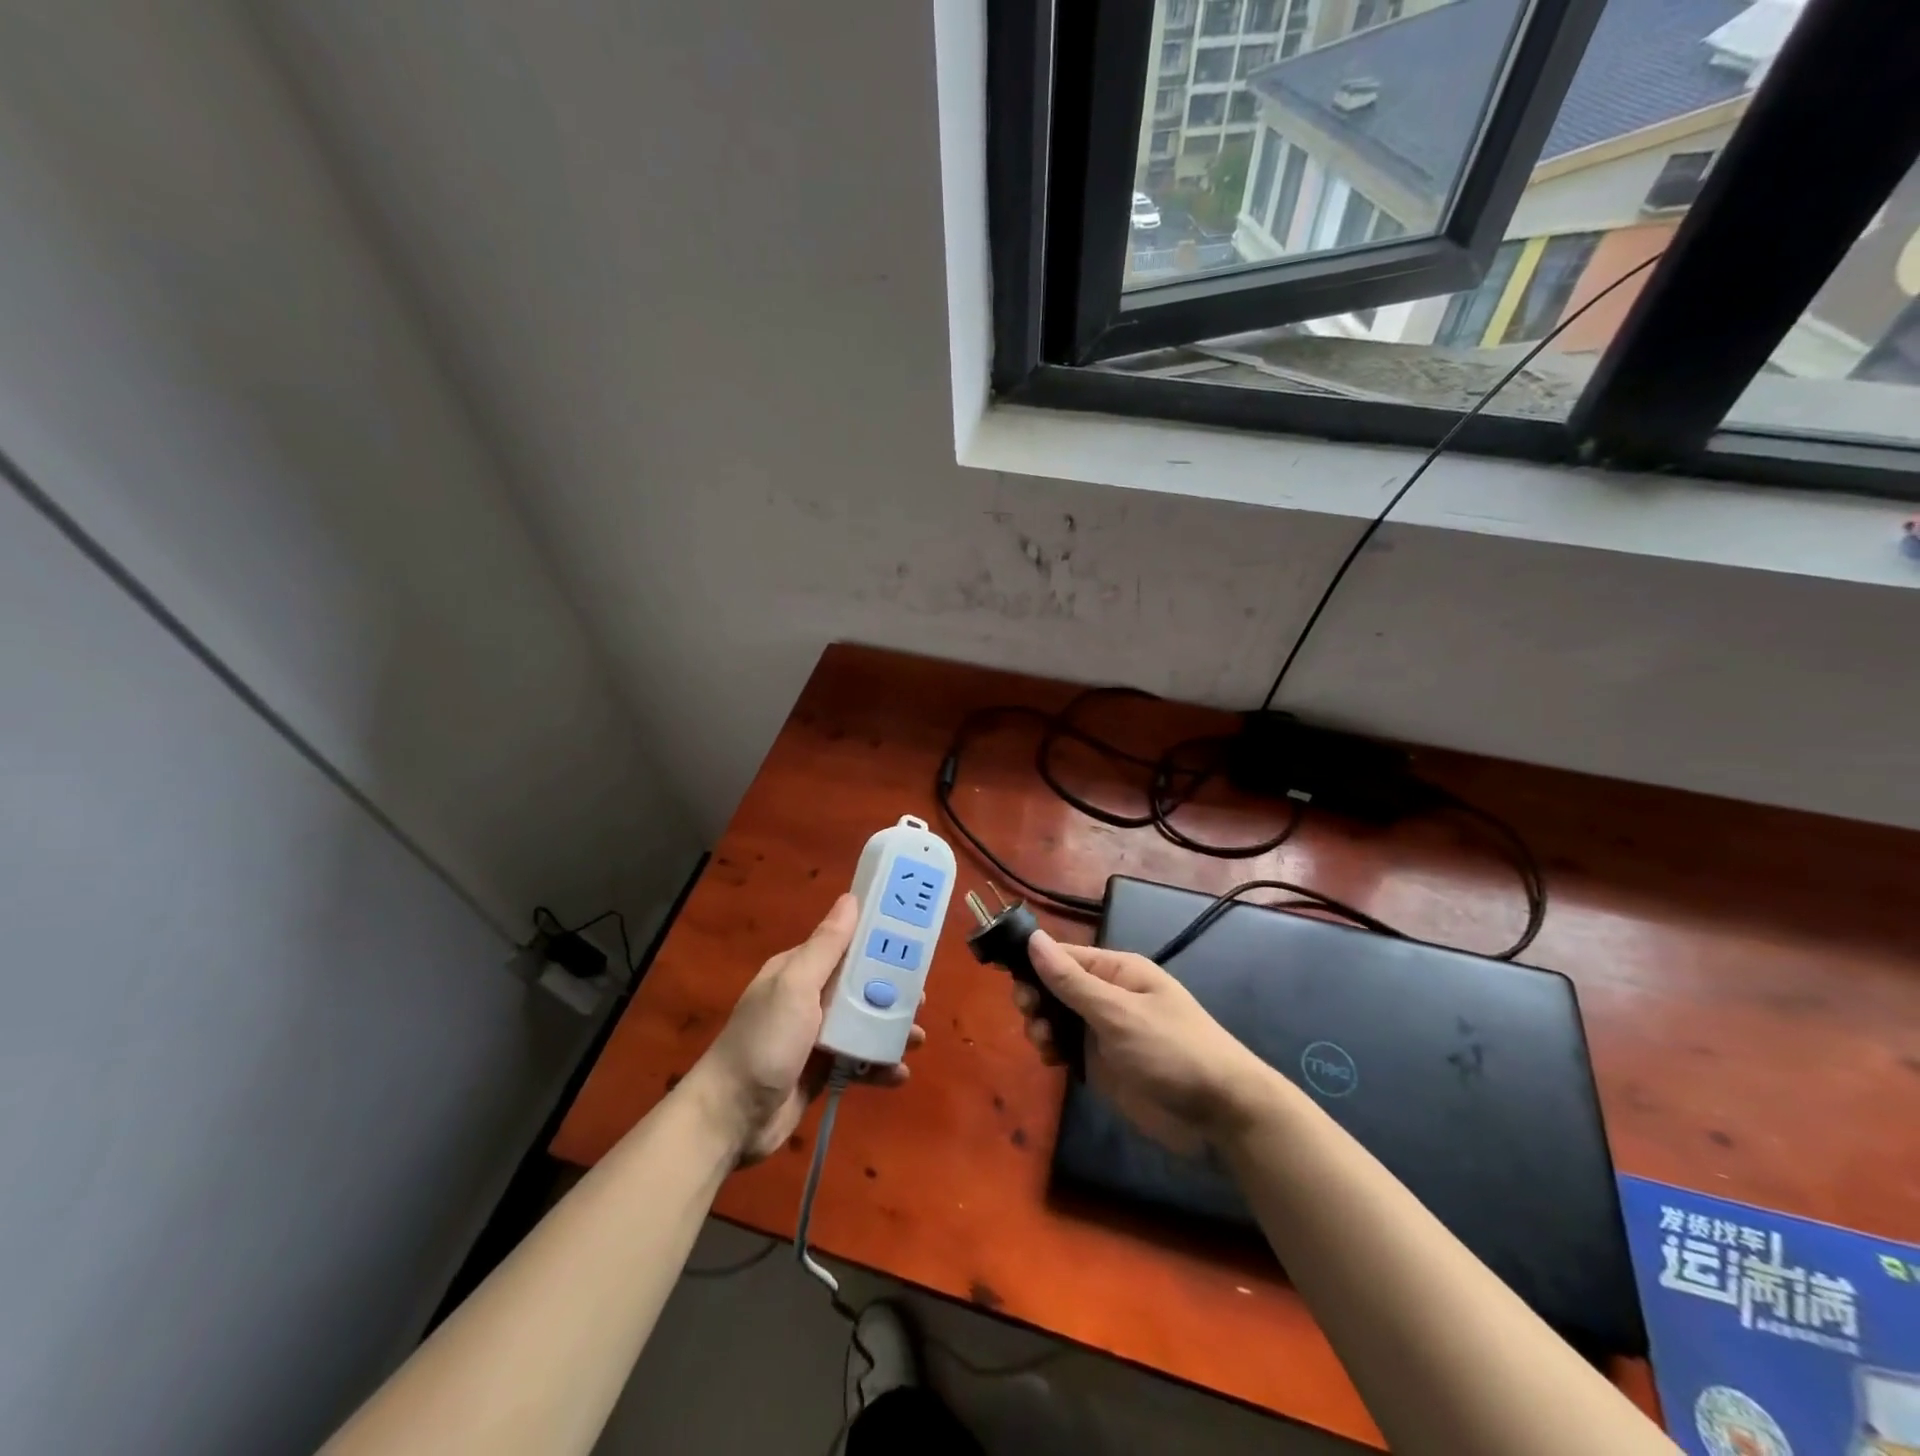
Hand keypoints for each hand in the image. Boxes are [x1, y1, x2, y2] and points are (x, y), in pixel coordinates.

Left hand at [682, 893, 924, 1164]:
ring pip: (864, 1024)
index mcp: (800, 970)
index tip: (915, 942)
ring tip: (917, 1040)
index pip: (846, 944)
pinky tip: (898, 1074)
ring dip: (892, 1031)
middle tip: (921, 1000)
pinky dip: (879, 1066)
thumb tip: (851, 898)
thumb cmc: (764, 1042)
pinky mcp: (822, 1072)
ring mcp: (816, 1038)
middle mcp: (809, 998)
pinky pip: (859, 1062)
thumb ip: (826, 946)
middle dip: (893, 991)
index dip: (879, 942)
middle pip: (861, 985)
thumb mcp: (795, 986)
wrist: (730, 1118)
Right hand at [1014, 930, 1274, 1154]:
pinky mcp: (1103, 1064)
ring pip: (1057, 1018)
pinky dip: (1052, 1050)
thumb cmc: (1171, 1050)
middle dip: (1036, 997)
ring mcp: (1104, 1031)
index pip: (1064, 956)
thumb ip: (1071, 981)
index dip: (1033, 963)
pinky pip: (1066, 1047)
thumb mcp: (1118, 1013)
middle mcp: (1108, 996)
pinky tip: (1050, 1060)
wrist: (1219, 1113)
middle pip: (1055, 986)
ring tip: (1044, 1043)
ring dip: (1041, 1025)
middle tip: (1031, 1015)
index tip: (1007, 978)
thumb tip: (1033, 939)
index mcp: (1117, 972)